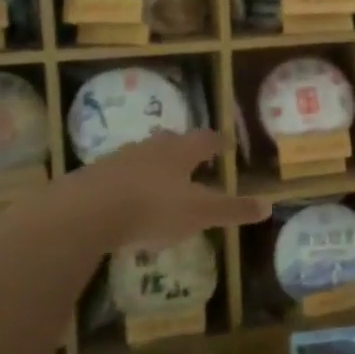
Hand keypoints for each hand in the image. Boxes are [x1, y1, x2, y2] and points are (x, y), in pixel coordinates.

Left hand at [65, 130, 268, 250]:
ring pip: (144, 156)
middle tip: (194, 157)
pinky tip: (130, 201)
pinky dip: (131, 184)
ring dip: (156, 165)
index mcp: (180, 152)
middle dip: (184, 148)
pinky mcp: (95, 178)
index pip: (206, 140)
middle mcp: (151, 148)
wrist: (86, 211)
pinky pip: (120, 175)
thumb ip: (232, 210)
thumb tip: (268, 205)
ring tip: (163, 180)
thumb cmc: (153, 208)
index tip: (227, 144)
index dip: (218, 142)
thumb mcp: (200, 213)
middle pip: (172, 141)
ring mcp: (120, 160)